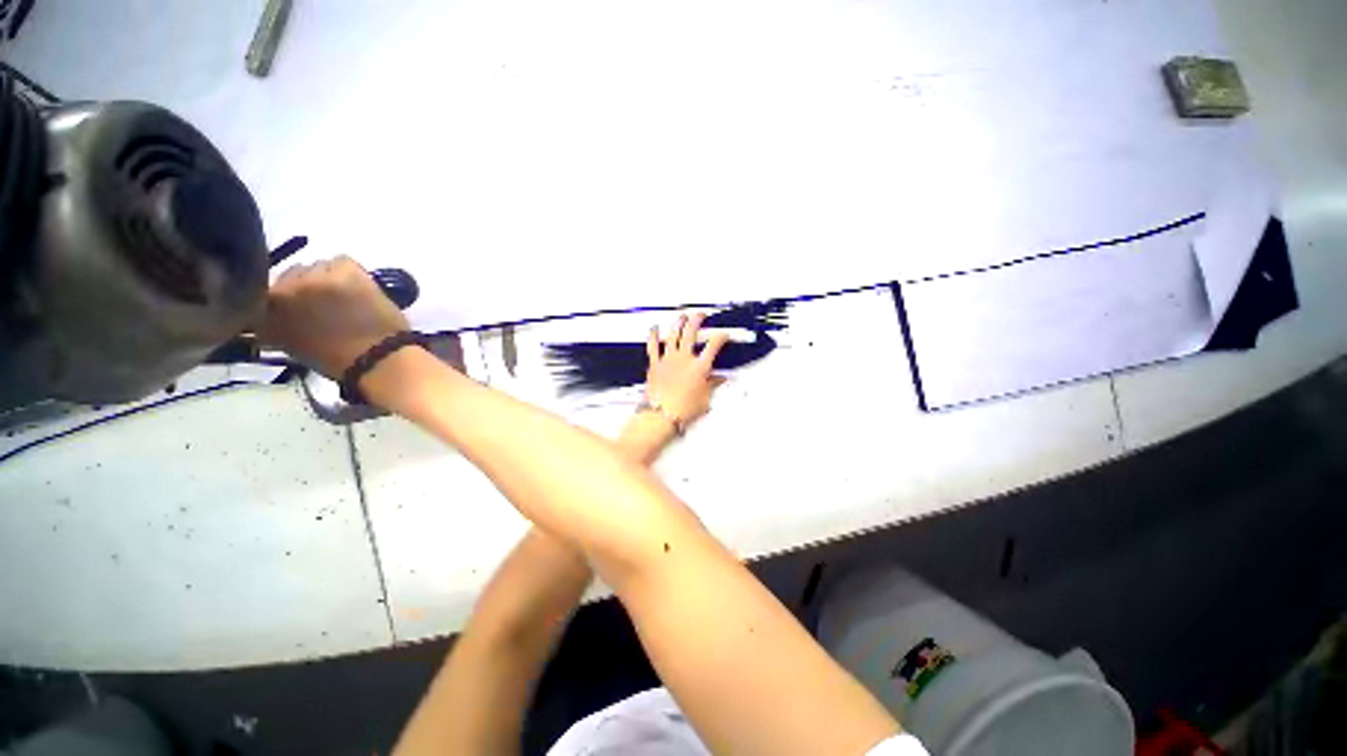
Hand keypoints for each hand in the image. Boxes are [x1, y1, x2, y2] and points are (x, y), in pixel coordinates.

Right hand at [260, 256, 409, 378]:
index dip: (284, 298)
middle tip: (325, 303)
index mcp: (262, 313)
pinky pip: (340, 261)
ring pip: (315, 267)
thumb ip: (276, 323)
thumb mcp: (290, 345)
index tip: (298, 306)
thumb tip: (276, 310)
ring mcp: (312, 277)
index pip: (264, 292)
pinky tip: (358, 289)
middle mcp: (282, 289)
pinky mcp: (343, 270)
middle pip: (290, 275)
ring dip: (327, 278)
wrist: (379, 358)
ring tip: (344, 298)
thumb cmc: (337, 360)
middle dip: (305, 286)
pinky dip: (348, 272)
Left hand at [645, 313, 729, 428]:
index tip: (723, 334)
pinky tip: (654, 328)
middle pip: (691, 333)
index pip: (713, 346)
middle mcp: (684, 359)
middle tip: (700, 315)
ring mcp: (668, 360)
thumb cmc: (684, 410)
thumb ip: (713, 385)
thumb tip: (721, 379)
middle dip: (697, 320)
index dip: (720, 337)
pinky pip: (653, 346)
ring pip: (673, 335)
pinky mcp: (655, 364)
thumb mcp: (705, 399)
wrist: (661, 415)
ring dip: (678, 323)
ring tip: (682, 316)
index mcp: (700, 367)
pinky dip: (654, 335)